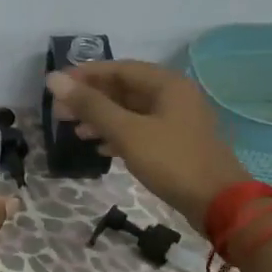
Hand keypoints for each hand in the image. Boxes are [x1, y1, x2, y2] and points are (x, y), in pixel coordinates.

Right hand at [45, 60, 249, 223]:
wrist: (217, 203)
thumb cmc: (171, 161)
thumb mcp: (126, 132)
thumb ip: (90, 105)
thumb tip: (54, 79)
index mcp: (167, 84)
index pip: (119, 68)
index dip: (86, 74)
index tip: (57, 85)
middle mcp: (173, 96)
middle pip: (124, 89)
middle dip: (91, 99)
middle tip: (60, 112)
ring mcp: (176, 121)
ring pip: (131, 111)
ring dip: (102, 118)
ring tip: (75, 131)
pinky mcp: (175, 143)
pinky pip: (140, 129)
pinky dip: (118, 134)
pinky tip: (100, 147)